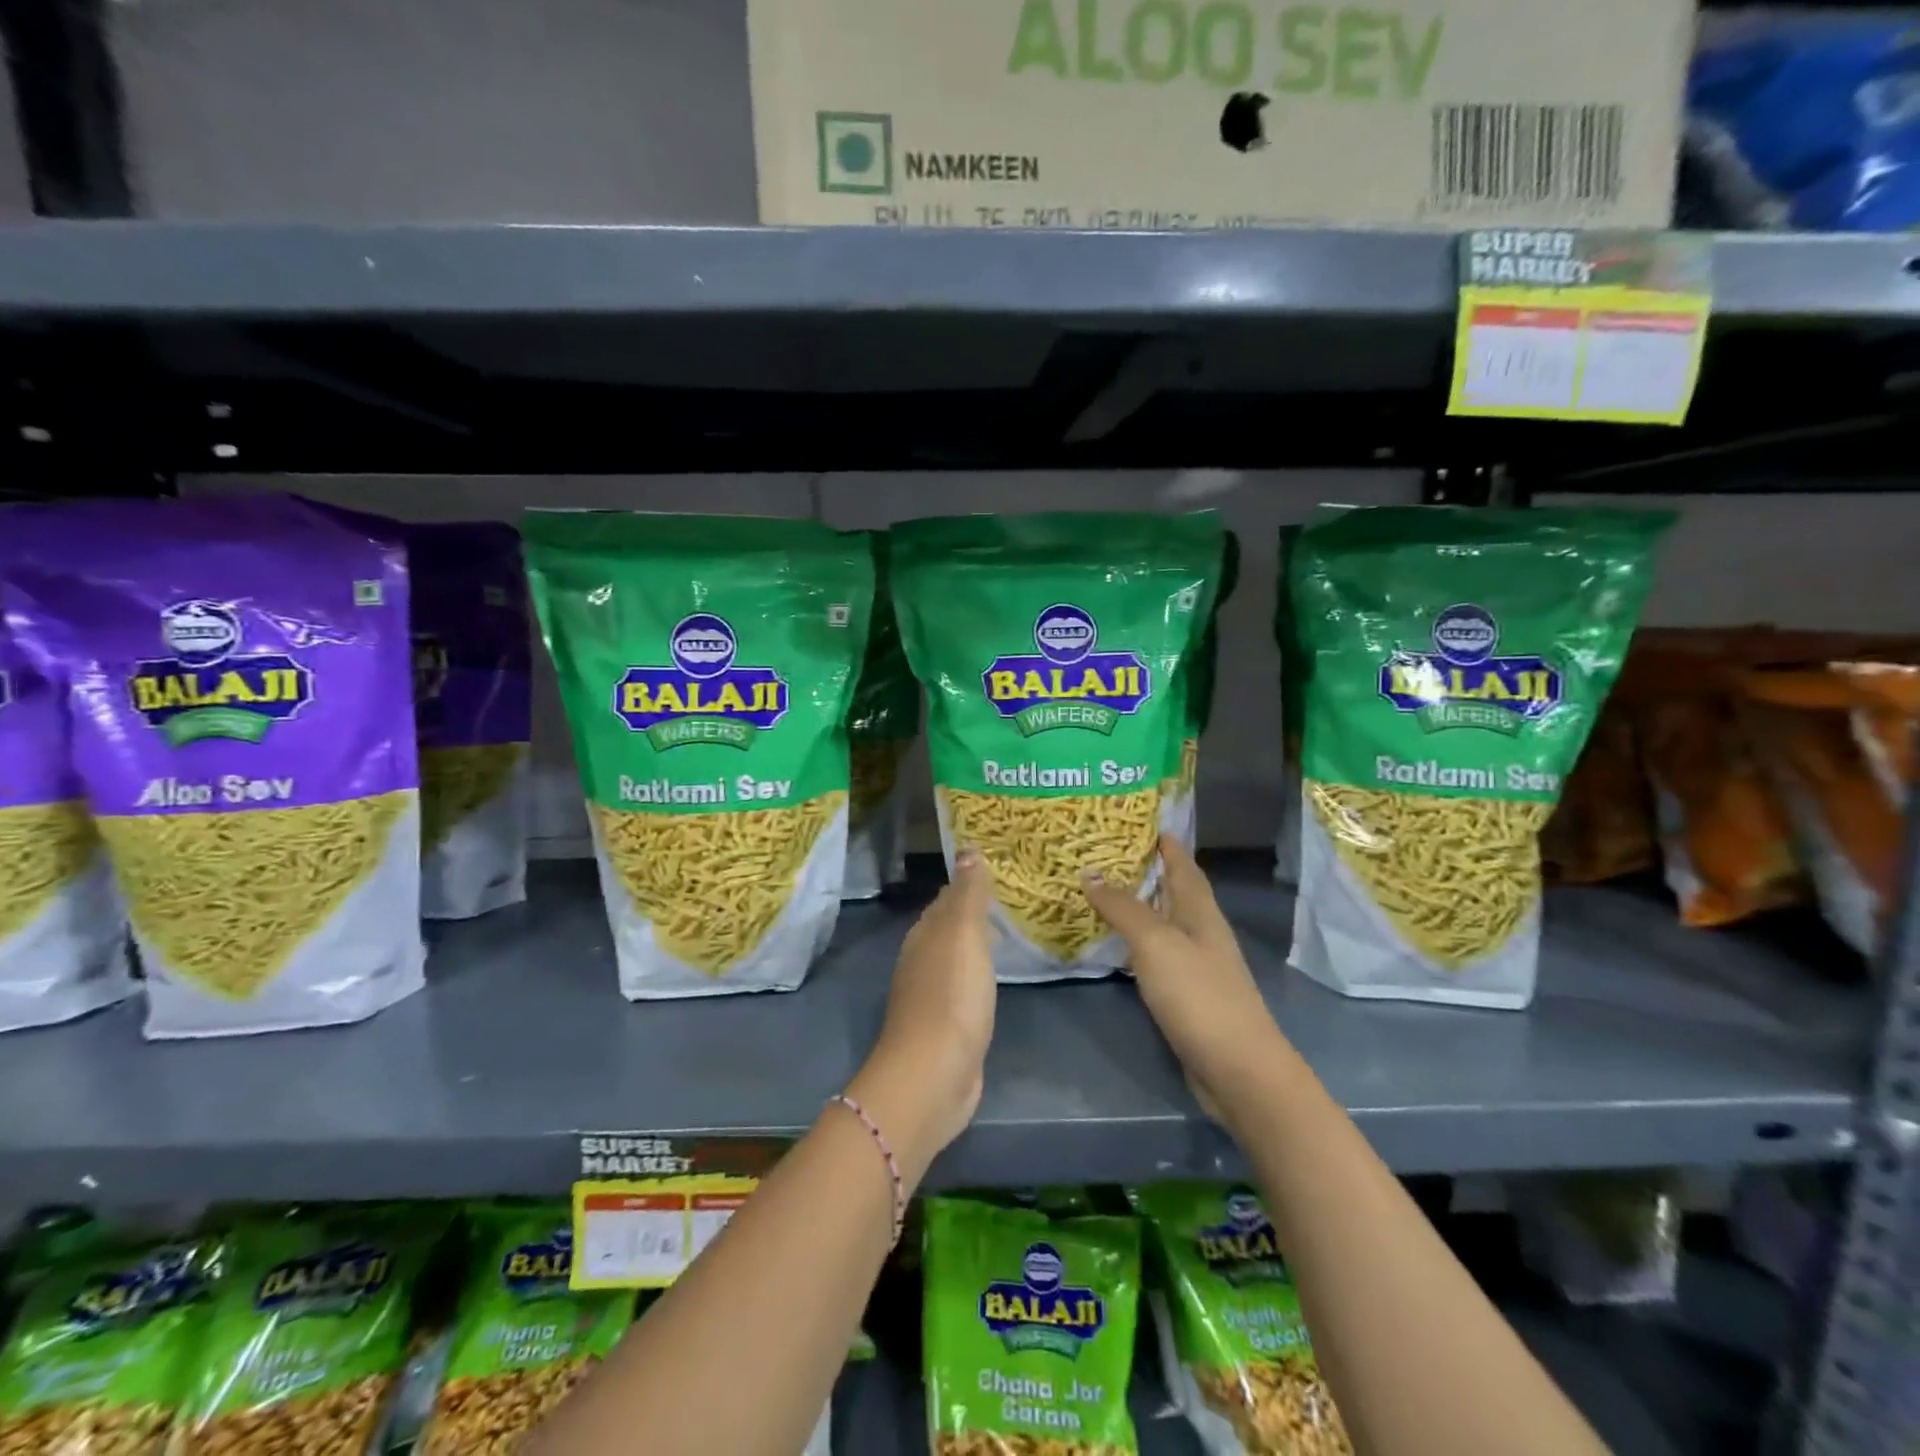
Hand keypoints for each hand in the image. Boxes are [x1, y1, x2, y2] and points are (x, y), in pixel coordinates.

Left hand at [847, 849, 996, 1175]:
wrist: (933, 1075)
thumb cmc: (951, 997)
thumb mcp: (963, 935)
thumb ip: (968, 894)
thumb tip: (967, 849)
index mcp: (925, 935)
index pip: (946, 899)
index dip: (968, 885)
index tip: (997, 872)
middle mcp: (922, 960)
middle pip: (948, 928)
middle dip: (972, 913)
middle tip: (1011, 900)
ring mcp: (931, 996)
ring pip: (955, 958)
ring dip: (976, 945)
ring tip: (1008, 934)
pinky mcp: (945, 1027)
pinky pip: (964, 989)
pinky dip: (978, 977)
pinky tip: (994, 981)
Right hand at [1082, 834, 1286, 1124]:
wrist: (1238, 1070)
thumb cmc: (1199, 996)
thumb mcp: (1156, 943)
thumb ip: (1123, 908)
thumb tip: (1090, 872)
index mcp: (1199, 910)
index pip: (1182, 862)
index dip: (1162, 839)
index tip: (1134, 818)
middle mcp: (1201, 930)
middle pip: (1173, 889)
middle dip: (1145, 868)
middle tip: (1102, 850)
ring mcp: (1196, 964)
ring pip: (1164, 921)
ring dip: (1138, 904)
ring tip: (1101, 888)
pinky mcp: (1187, 993)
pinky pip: (1157, 953)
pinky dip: (1136, 940)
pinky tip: (1115, 943)